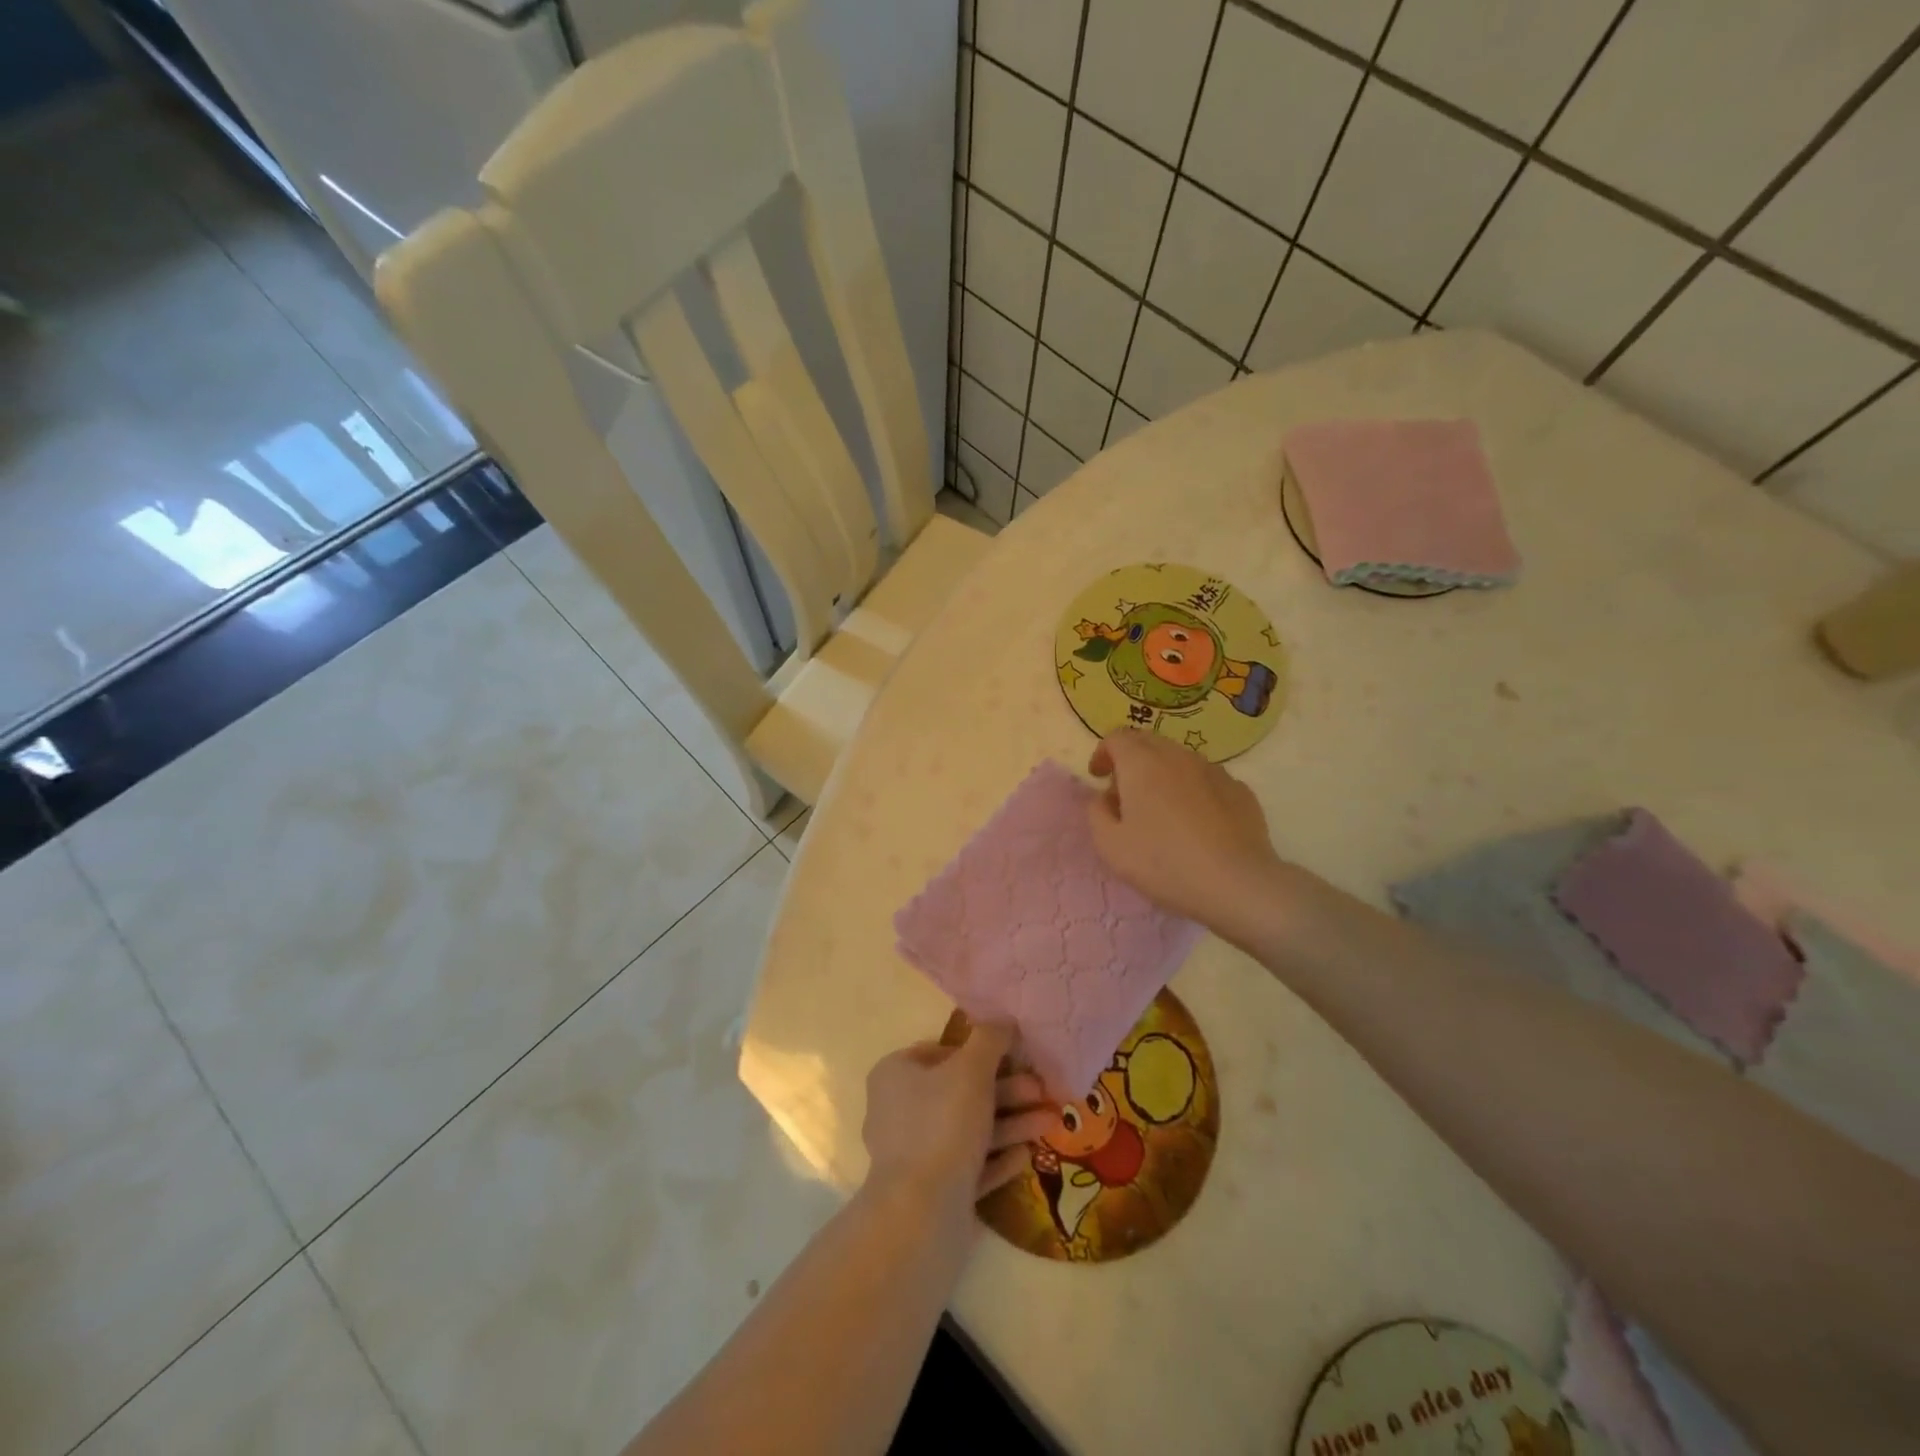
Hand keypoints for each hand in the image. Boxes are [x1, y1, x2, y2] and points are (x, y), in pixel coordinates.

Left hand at [861, 1023, 1058, 1223]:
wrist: (921, 1215)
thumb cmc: (942, 1124)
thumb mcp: (972, 1069)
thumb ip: (990, 1039)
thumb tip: (1005, 1019)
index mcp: (896, 1075)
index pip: (942, 1052)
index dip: (981, 1052)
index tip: (1016, 1057)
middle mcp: (899, 1111)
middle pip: (961, 1092)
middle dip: (1007, 1091)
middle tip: (1043, 1091)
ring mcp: (915, 1155)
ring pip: (970, 1129)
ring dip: (1011, 1123)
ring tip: (1052, 1122)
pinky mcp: (932, 1192)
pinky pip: (969, 1165)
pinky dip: (998, 1157)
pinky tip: (1028, 1154)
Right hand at [1086, 730, 1291, 939]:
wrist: (1237, 884)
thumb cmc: (1164, 863)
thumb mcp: (1110, 846)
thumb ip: (1097, 813)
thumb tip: (1104, 798)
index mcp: (1142, 764)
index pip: (1117, 738)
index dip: (1103, 753)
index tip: (1099, 777)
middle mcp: (1178, 756)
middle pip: (1148, 742)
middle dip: (1131, 760)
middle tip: (1126, 794)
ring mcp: (1214, 770)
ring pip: (1179, 759)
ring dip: (1162, 774)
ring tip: (1161, 811)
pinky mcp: (1240, 790)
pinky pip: (1206, 779)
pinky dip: (1192, 790)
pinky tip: (1196, 823)